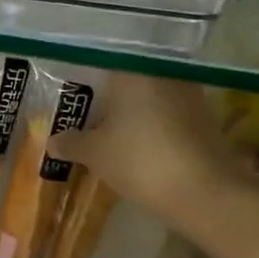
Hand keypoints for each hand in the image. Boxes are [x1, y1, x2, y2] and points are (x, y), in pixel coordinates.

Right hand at [47, 74, 250, 223]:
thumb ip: (70, 142)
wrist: (206, 193)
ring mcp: (188, 96)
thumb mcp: (93, 153)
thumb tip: (53, 140)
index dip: (80, 78)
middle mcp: (162, 75)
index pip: (99, 64)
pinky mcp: (204, 120)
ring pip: (147, 98)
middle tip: (81, 116)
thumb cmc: (139, 160)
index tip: (66, 94)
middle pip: (125, 81)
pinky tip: (133, 146)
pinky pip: (165, 115)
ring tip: (104, 134)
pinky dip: (148, 127)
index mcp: (132, 72)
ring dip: (128, 114)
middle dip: (105, 98)